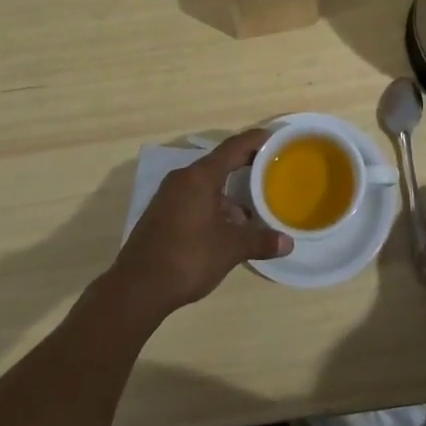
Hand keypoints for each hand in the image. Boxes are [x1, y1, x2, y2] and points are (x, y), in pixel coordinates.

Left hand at [106, 130, 291, 320]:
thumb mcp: (230, 249)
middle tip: (270, 169)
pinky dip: (214, 205)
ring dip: (229, 193)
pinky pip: (194, 199)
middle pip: (219, 164)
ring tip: (253, 208)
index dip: (255, 140)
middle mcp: (182, 179)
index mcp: (200, 177)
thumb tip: (287, 242)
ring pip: (206, 185)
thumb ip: (260, 240)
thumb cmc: (188, 257)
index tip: (274, 137)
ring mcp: (168, 197)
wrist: (137, 288)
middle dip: (244, 166)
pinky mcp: (162, 215)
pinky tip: (227, 227)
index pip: (233, 148)